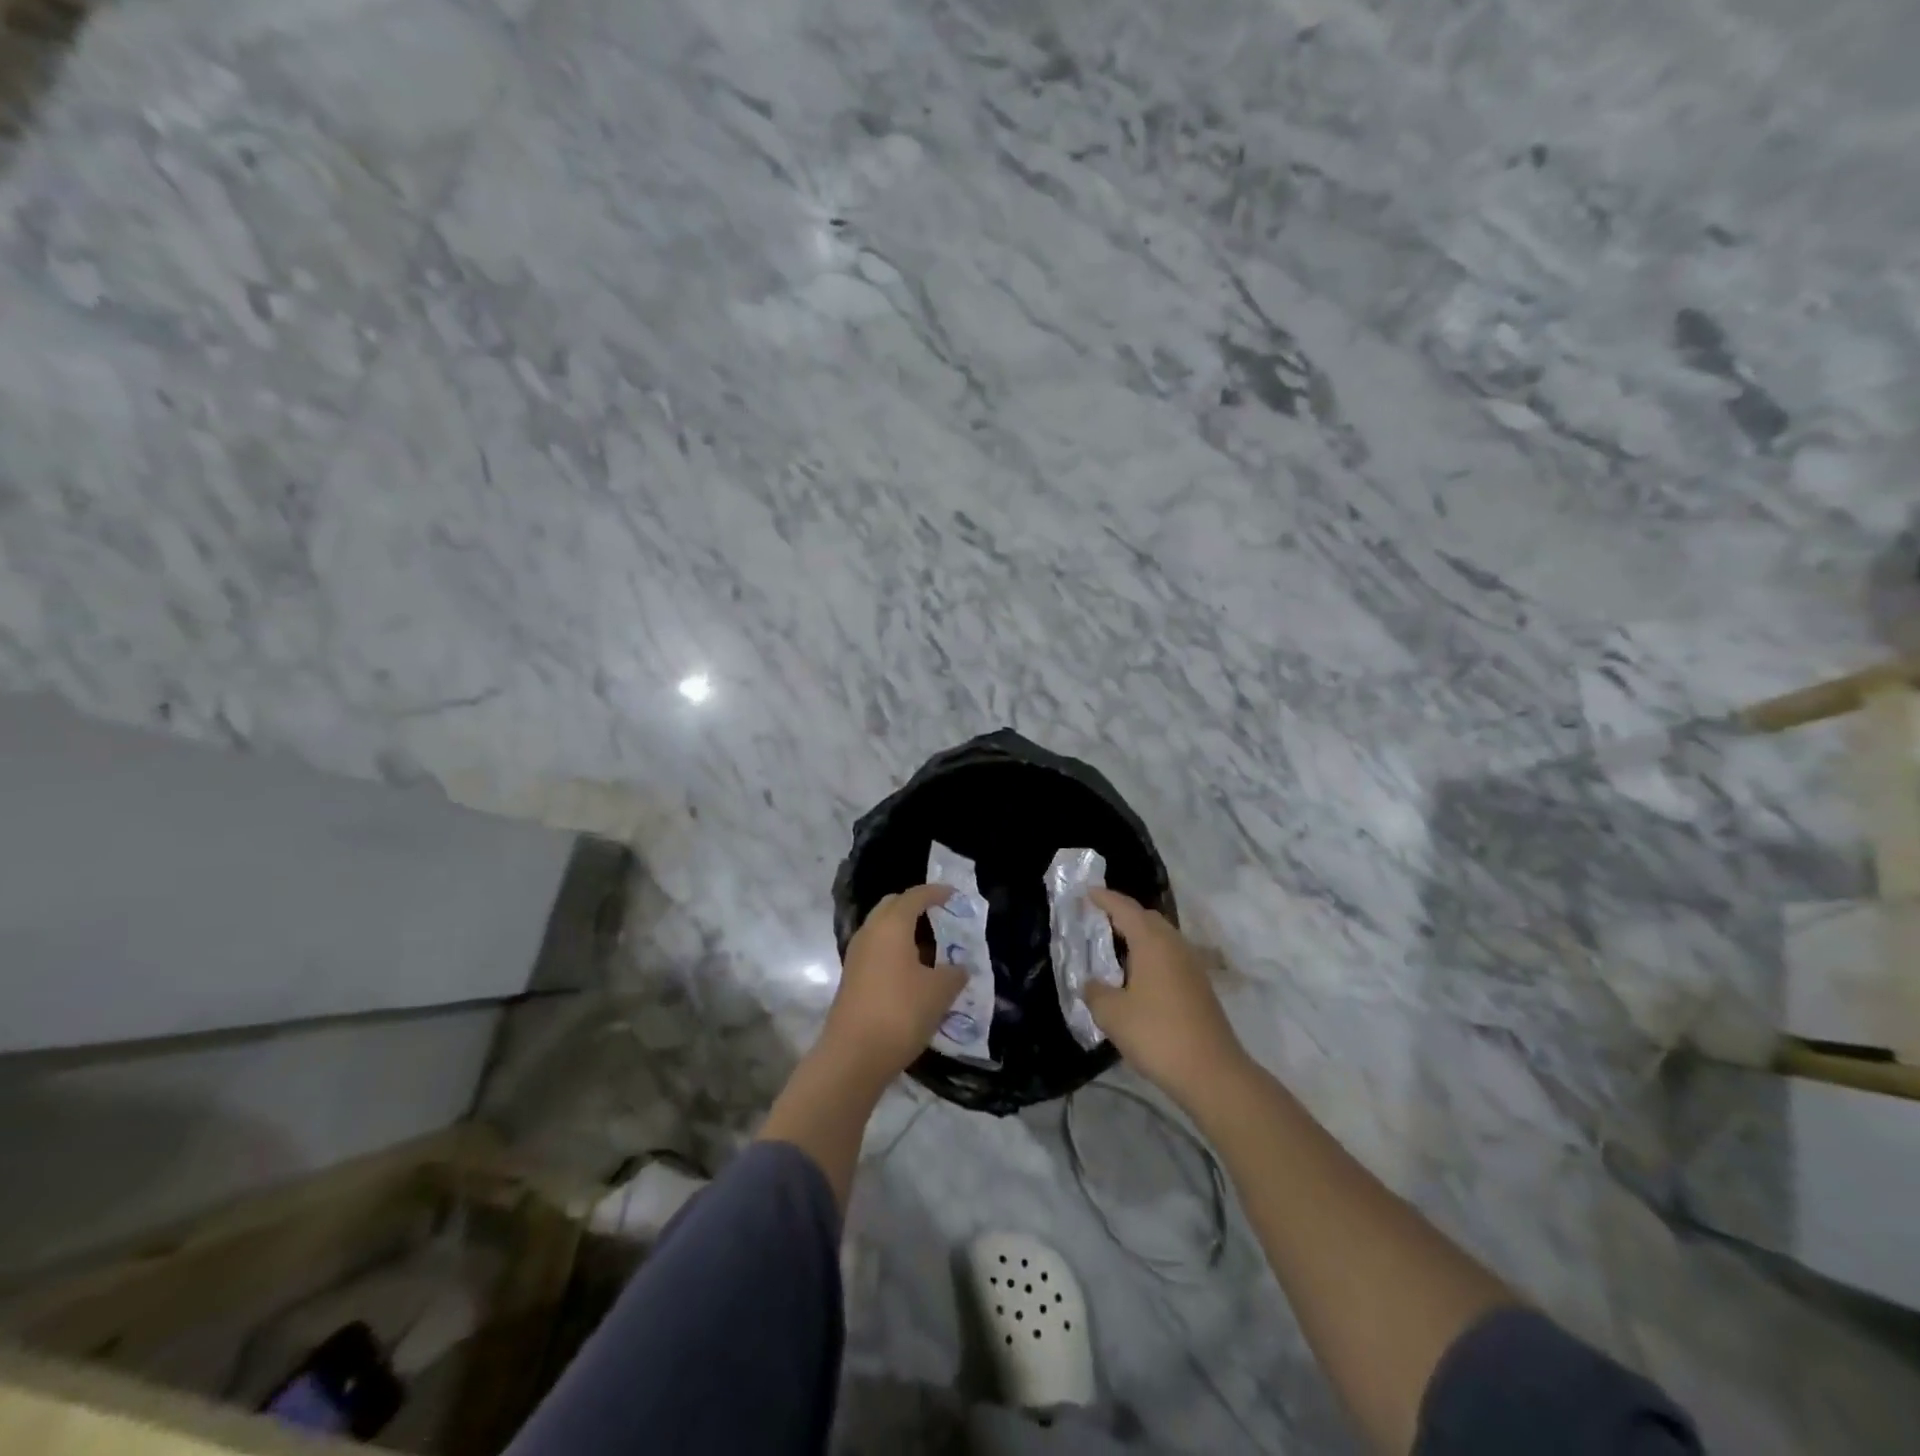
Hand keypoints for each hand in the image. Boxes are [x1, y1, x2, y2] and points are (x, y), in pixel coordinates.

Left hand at [820, 884, 967, 1083]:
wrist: (853, 1056)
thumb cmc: (900, 1013)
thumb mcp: (939, 992)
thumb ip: (954, 973)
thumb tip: (960, 967)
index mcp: (891, 926)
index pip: (915, 896)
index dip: (936, 892)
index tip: (954, 895)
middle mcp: (870, 932)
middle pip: (893, 906)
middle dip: (916, 906)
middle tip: (941, 916)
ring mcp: (857, 955)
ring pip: (882, 929)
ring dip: (905, 930)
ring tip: (932, 946)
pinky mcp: (852, 978)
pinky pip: (877, 950)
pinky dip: (896, 950)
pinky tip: (914, 971)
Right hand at [1085, 888, 1246, 1105]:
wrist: (1212, 1072)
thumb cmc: (1157, 1035)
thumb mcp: (1112, 1014)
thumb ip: (1096, 992)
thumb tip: (1092, 984)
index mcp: (1152, 942)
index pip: (1125, 909)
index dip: (1105, 898)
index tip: (1087, 892)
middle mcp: (1174, 945)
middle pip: (1147, 918)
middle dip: (1123, 913)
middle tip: (1098, 918)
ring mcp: (1191, 965)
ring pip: (1161, 937)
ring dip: (1139, 935)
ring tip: (1115, 946)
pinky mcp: (1199, 986)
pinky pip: (1170, 956)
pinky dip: (1150, 954)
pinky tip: (1137, 975)